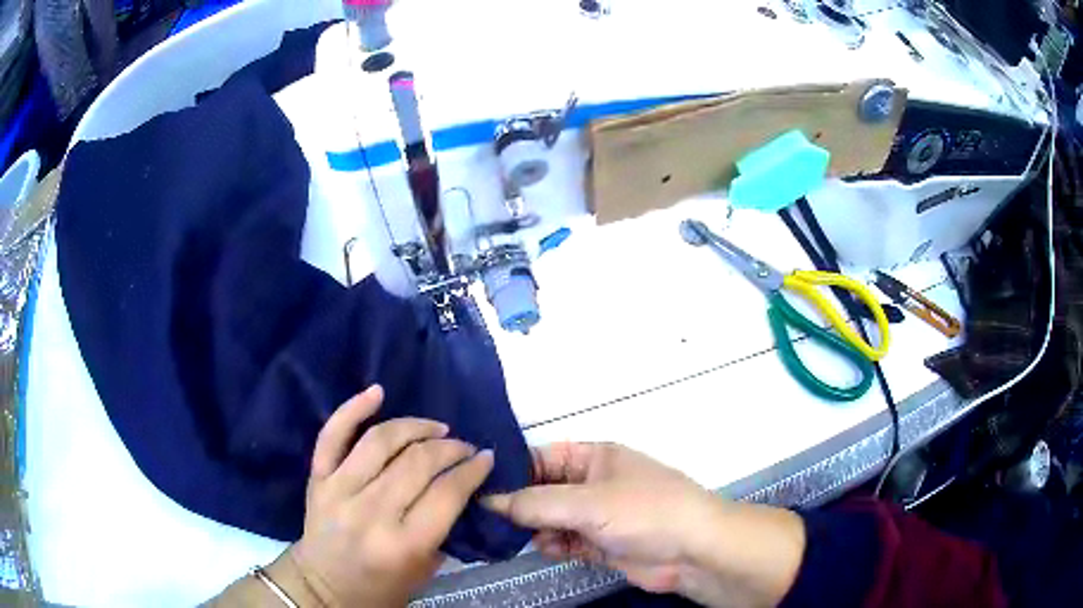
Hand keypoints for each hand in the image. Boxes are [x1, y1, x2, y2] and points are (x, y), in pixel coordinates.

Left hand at [280, 386, 493, 606]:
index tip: (486, 458)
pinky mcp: (318, 478)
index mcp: (403, 544)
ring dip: (415, 427)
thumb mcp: (424, 572)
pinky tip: (378, 392)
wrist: (322, 587)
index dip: (472, 470)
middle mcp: (371, 512)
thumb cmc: (379, 588)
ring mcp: (339, 490)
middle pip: (418, 463)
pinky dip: (353, 409)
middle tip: (464, 447)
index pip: (447, 494)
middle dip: (451, 448)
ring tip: (436, 428)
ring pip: (381, 441)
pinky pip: (333, 435)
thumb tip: (458, 488)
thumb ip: (442, 531)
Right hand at [483, 443, 804, 607]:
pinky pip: (566, 540)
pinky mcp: (601, 543)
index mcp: (595, 457)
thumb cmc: (645, 512)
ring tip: (516, 536)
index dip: (512, 470)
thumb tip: (490, 500)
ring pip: (551, 518)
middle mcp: (593, 483)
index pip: (542, 457)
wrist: (693, 552)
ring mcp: (598, 515)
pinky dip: (553, 544)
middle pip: (544, 490)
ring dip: (535, 527)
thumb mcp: (588, 503)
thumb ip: (536, 503)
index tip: (478, 486)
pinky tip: (547, 549)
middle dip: (519, 504)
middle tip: (485, 518)